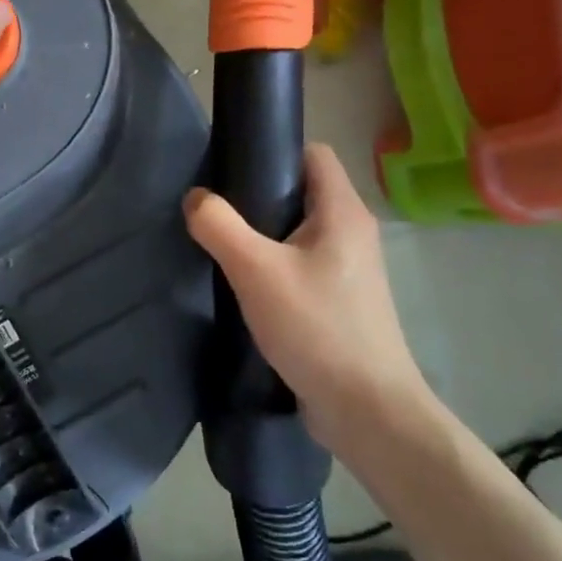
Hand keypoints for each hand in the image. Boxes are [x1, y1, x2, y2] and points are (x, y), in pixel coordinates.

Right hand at [184, 143, 428, 449]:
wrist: (366, 409)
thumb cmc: (317, 328)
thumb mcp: (256, 271)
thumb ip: (220, 226)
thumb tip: (195, 198)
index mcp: (343, 212)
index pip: (313, 154)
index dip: (273, 151)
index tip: (229, 168)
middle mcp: (352, 233)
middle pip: (301, 192)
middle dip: (258, 196)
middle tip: (214, 212)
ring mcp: (349, 270)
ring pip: (298, 233)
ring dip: (262, 236)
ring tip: (221, 249)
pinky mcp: (339, 302)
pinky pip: (300, 266)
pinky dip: (272, 267)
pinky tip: (243, 287)